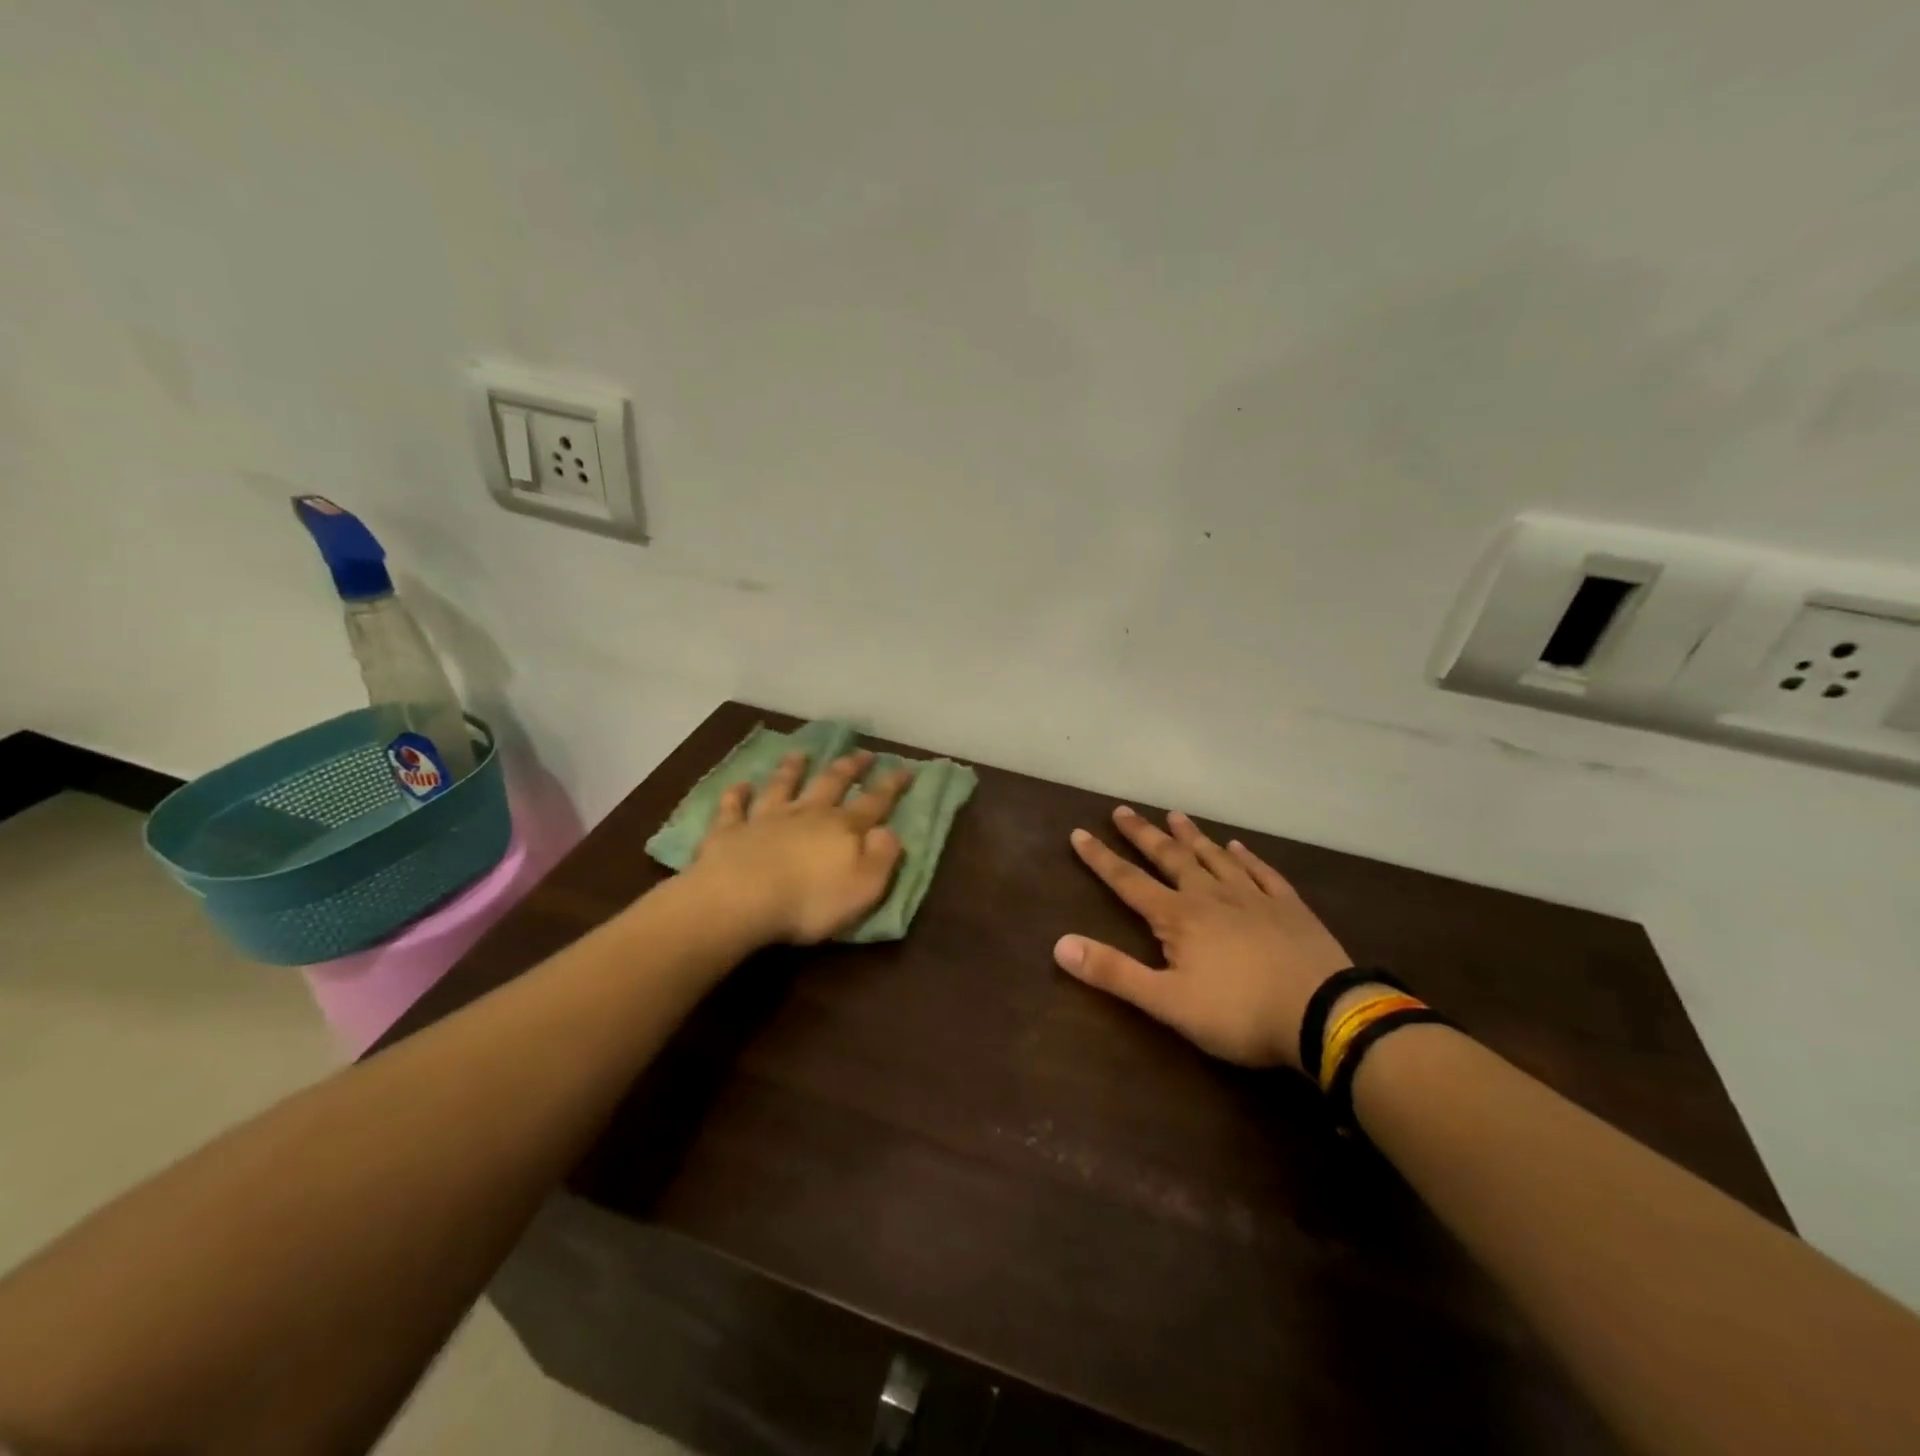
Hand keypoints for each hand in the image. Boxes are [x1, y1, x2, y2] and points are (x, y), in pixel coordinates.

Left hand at [688, 749, 913, 945]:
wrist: (740, 900)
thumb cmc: (809, 901)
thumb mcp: (864, 886)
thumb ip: (882, 856)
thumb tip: (890, 831)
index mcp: (842, 828)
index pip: (874, 802)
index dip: (891, 786)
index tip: (905, 768)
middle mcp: (806, 814)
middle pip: (830, 783)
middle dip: (849, 767)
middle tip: (862, 752)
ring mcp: (765, 819)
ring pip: (782, 786)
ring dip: (792, 769)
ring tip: (800, 754)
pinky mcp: (729, 831)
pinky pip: (734, 808)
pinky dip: (737, 794)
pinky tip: (740, 785)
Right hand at [1055, 806, 1352, 1070]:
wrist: (1322, 1014)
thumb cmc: (1238, 1012)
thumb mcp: (1166, 1002)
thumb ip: (1113, 972)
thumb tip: (1059, 945)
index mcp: (1178, 917)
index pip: (1129, 882)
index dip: (1101, 859)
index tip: (1078, 832)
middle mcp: (1211, 895)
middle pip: (1170, 858)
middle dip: (1143, 835)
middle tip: (1124, 810)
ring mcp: (1253, 896)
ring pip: (1214, 857)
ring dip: (1192, 836)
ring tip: (1175, 815)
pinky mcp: (1288, 906)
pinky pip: (1261, 871)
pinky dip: (1246, 856)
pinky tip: (1238, 846)